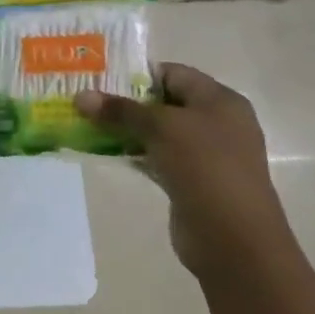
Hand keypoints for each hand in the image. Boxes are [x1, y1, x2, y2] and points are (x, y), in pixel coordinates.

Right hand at [76, 63, 288, 277]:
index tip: (99, 79)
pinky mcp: (193, 181)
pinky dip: (135, 154)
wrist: (233, 239)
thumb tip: (80, 96)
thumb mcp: (160, 128)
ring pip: (159, 132)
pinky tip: (106, 153)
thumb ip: (120, 110)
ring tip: (89, 124)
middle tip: (88, 101)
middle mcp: (217, 123)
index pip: (173, 73)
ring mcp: (206, 155)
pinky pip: (158, 158)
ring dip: (127, 129)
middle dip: (126, 102)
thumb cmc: (204, 167)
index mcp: (220, 100)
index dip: (137, 74)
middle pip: (165, 102)